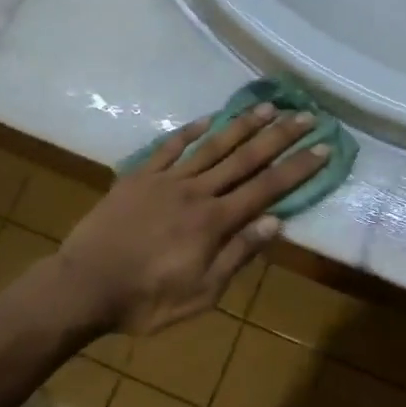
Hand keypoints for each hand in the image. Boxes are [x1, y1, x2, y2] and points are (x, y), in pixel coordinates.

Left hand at [53, 105, 326, 335]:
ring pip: (211, 146)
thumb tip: (276, 222)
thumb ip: (237, 255)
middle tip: (305, 115)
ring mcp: (165, 180)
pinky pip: (169, 148)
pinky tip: (207, 119)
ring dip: (241, 125)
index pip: (266, 189)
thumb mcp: (202, 294)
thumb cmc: (146, 300)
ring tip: (267, 106)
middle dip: (278, 136)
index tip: (322, 147)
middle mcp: (196, 192)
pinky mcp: (138, 177)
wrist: (83, 286)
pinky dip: (190, 131)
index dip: (297, 168)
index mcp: (214, 222)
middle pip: (244, 159)